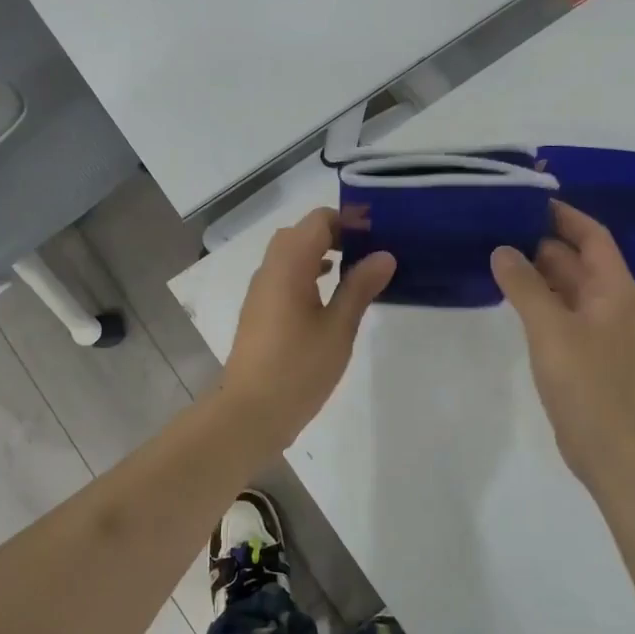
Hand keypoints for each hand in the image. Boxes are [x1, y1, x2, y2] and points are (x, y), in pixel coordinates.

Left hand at [219, 208, 395, 447]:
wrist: (250, 412)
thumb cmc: (298, 369)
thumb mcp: (338, 328)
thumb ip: (359, 287)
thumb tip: (384, 255)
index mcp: (289, 266)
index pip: (318, 221)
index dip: (349, 221)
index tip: (379, 237)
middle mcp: (270, 269)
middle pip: (301, 233)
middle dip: (336, 235)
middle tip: (369, 253)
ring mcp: (261, 290)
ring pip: (290, 254)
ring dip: (320, 253)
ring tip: (356, 271)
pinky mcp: (259, 310)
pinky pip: (284, 275)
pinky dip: (307, 272)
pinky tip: (329, 296)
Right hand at [492, 201, 634, 484]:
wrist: (611, 447)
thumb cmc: (585, 381)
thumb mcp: (550, 327)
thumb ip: (524, 285)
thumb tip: (502, 250)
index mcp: (614, 287)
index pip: (592, 235)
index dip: (564, 215)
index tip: (528, 199)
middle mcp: (610, 301)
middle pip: (578, 258)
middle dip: (543, 240)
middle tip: (500, 225)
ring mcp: (598, 329)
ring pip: (567, 286)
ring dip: (538, 270)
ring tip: (497, 253)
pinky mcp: (584, 351)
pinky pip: (560, 311)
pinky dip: (538, 298)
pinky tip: (509, 297)